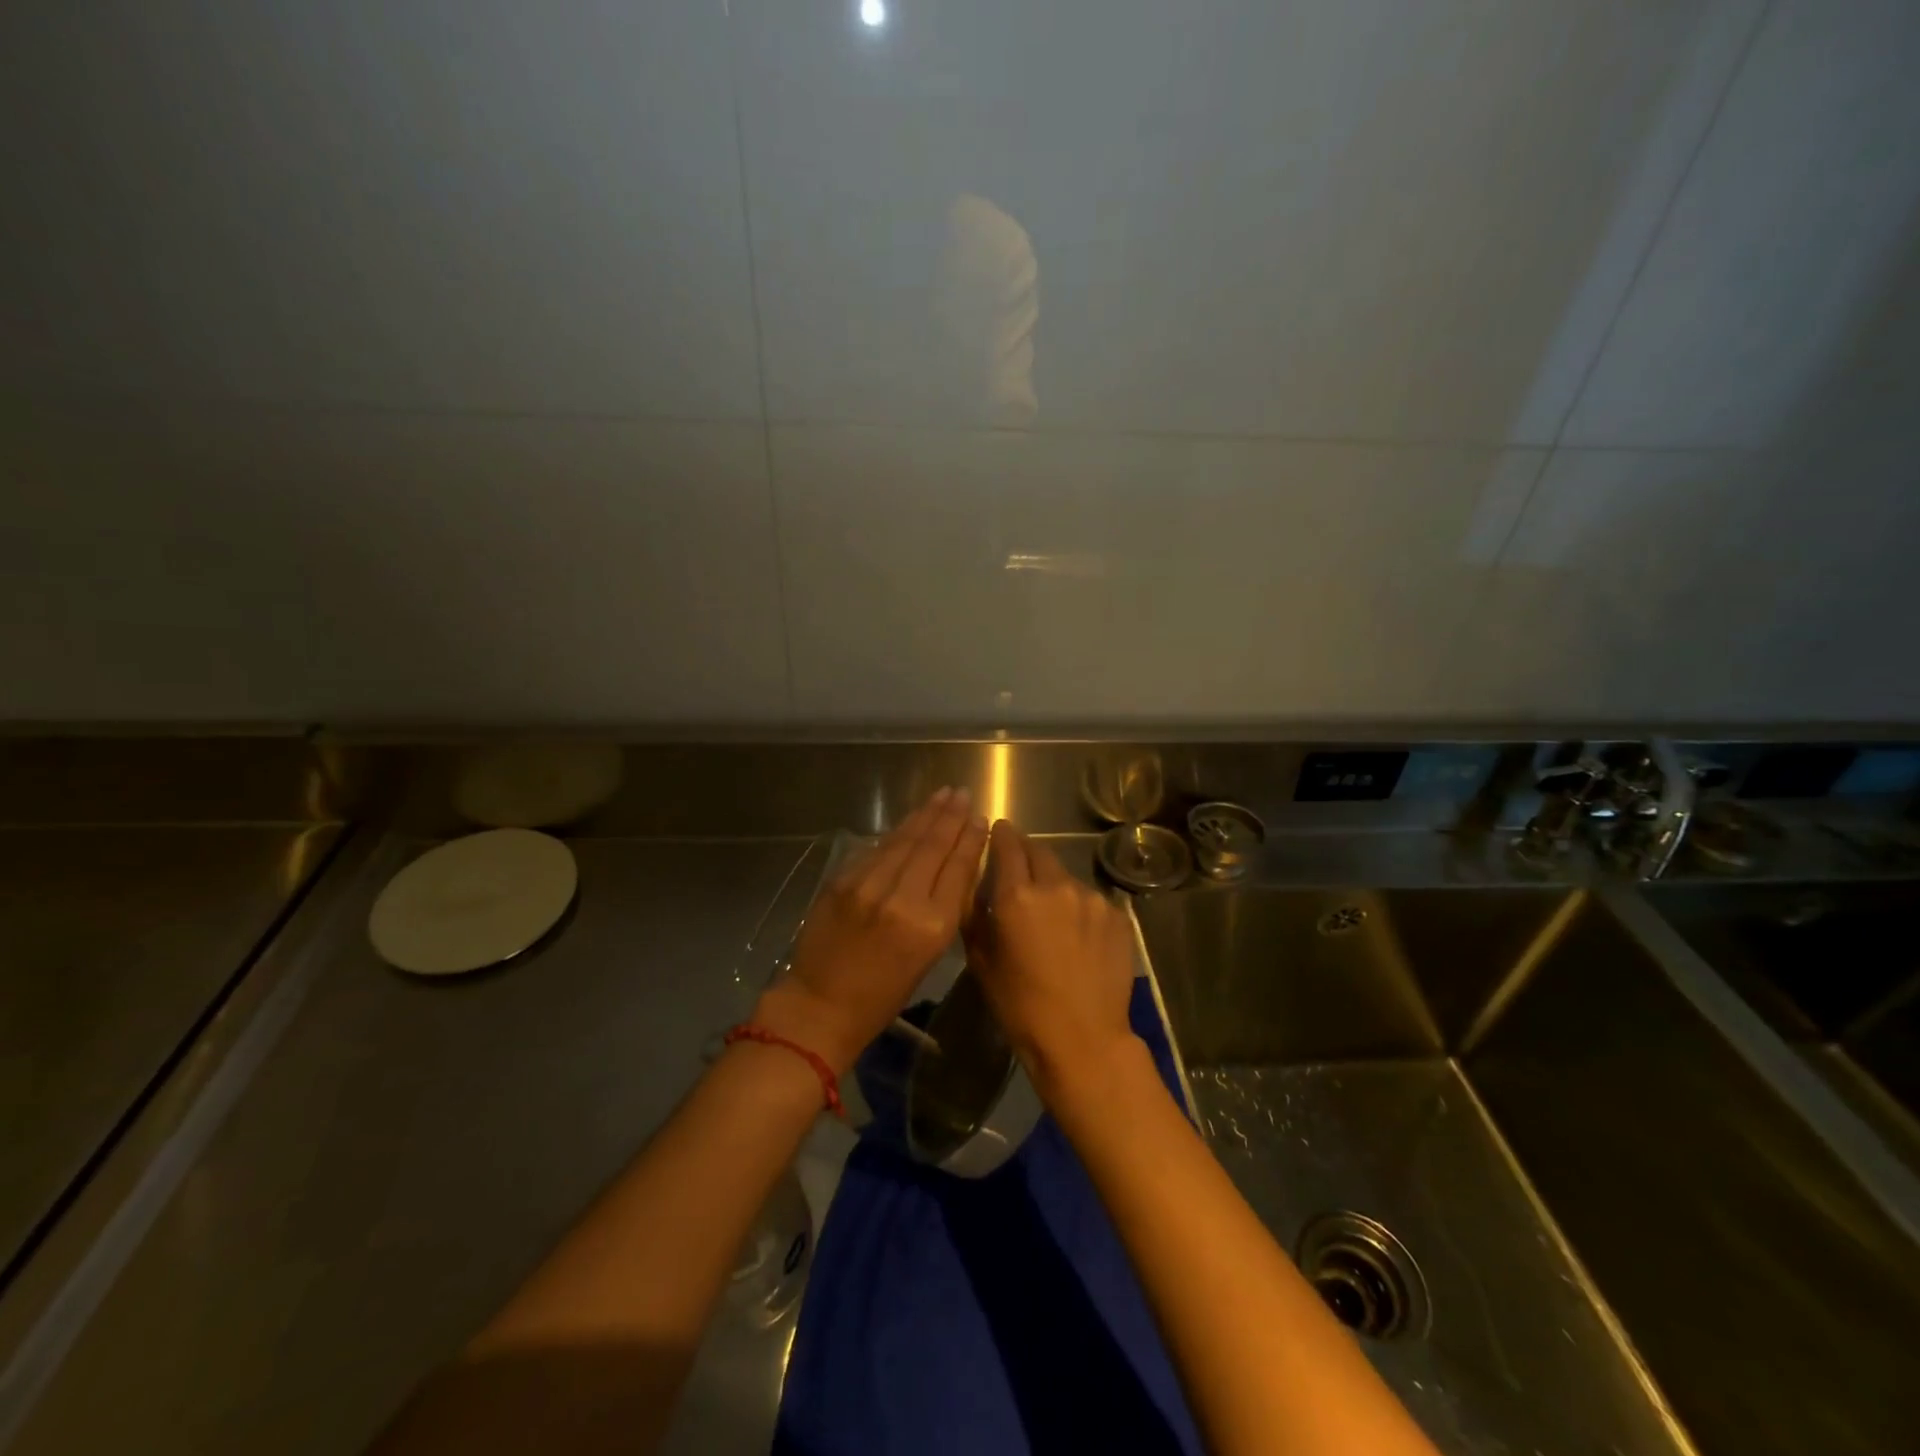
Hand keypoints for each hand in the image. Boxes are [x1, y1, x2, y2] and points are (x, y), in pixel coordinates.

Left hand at [755, 788, 988, 1074]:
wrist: (820, 1005)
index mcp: (931, 925)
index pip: (957, 868)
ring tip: (943, 794)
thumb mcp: (928, 957)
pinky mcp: (843, 879)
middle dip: (950, 816)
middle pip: (933, 846)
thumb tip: (953, 868)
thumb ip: (942, 910)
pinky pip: (878, 848)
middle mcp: (903, 898)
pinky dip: (897, 832)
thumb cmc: (882, 996)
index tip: (981, 817)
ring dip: (925, 814)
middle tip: (962, 793)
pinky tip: (910, 820)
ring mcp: (869, 884)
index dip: (970, 838)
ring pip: (905, 839)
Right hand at [966, 820, 1138, 1097]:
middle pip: (1040, 852)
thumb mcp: (982, 961)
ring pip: (1066, 877)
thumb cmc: (1021, 1006)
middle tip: (1020, 871)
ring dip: (1054, 884)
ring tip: (1051, 913)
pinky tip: (1078, 936)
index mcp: (1017, 895)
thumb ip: (976, 914)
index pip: (1008, 844)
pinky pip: (1091, 901)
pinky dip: (1079, 908)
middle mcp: (1056, 886)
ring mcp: (1092, 899)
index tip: (999, 831)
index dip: (1002, 834)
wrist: (1083, 1040)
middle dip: (1027, 854)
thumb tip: (979, 887)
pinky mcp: (1117, 916)